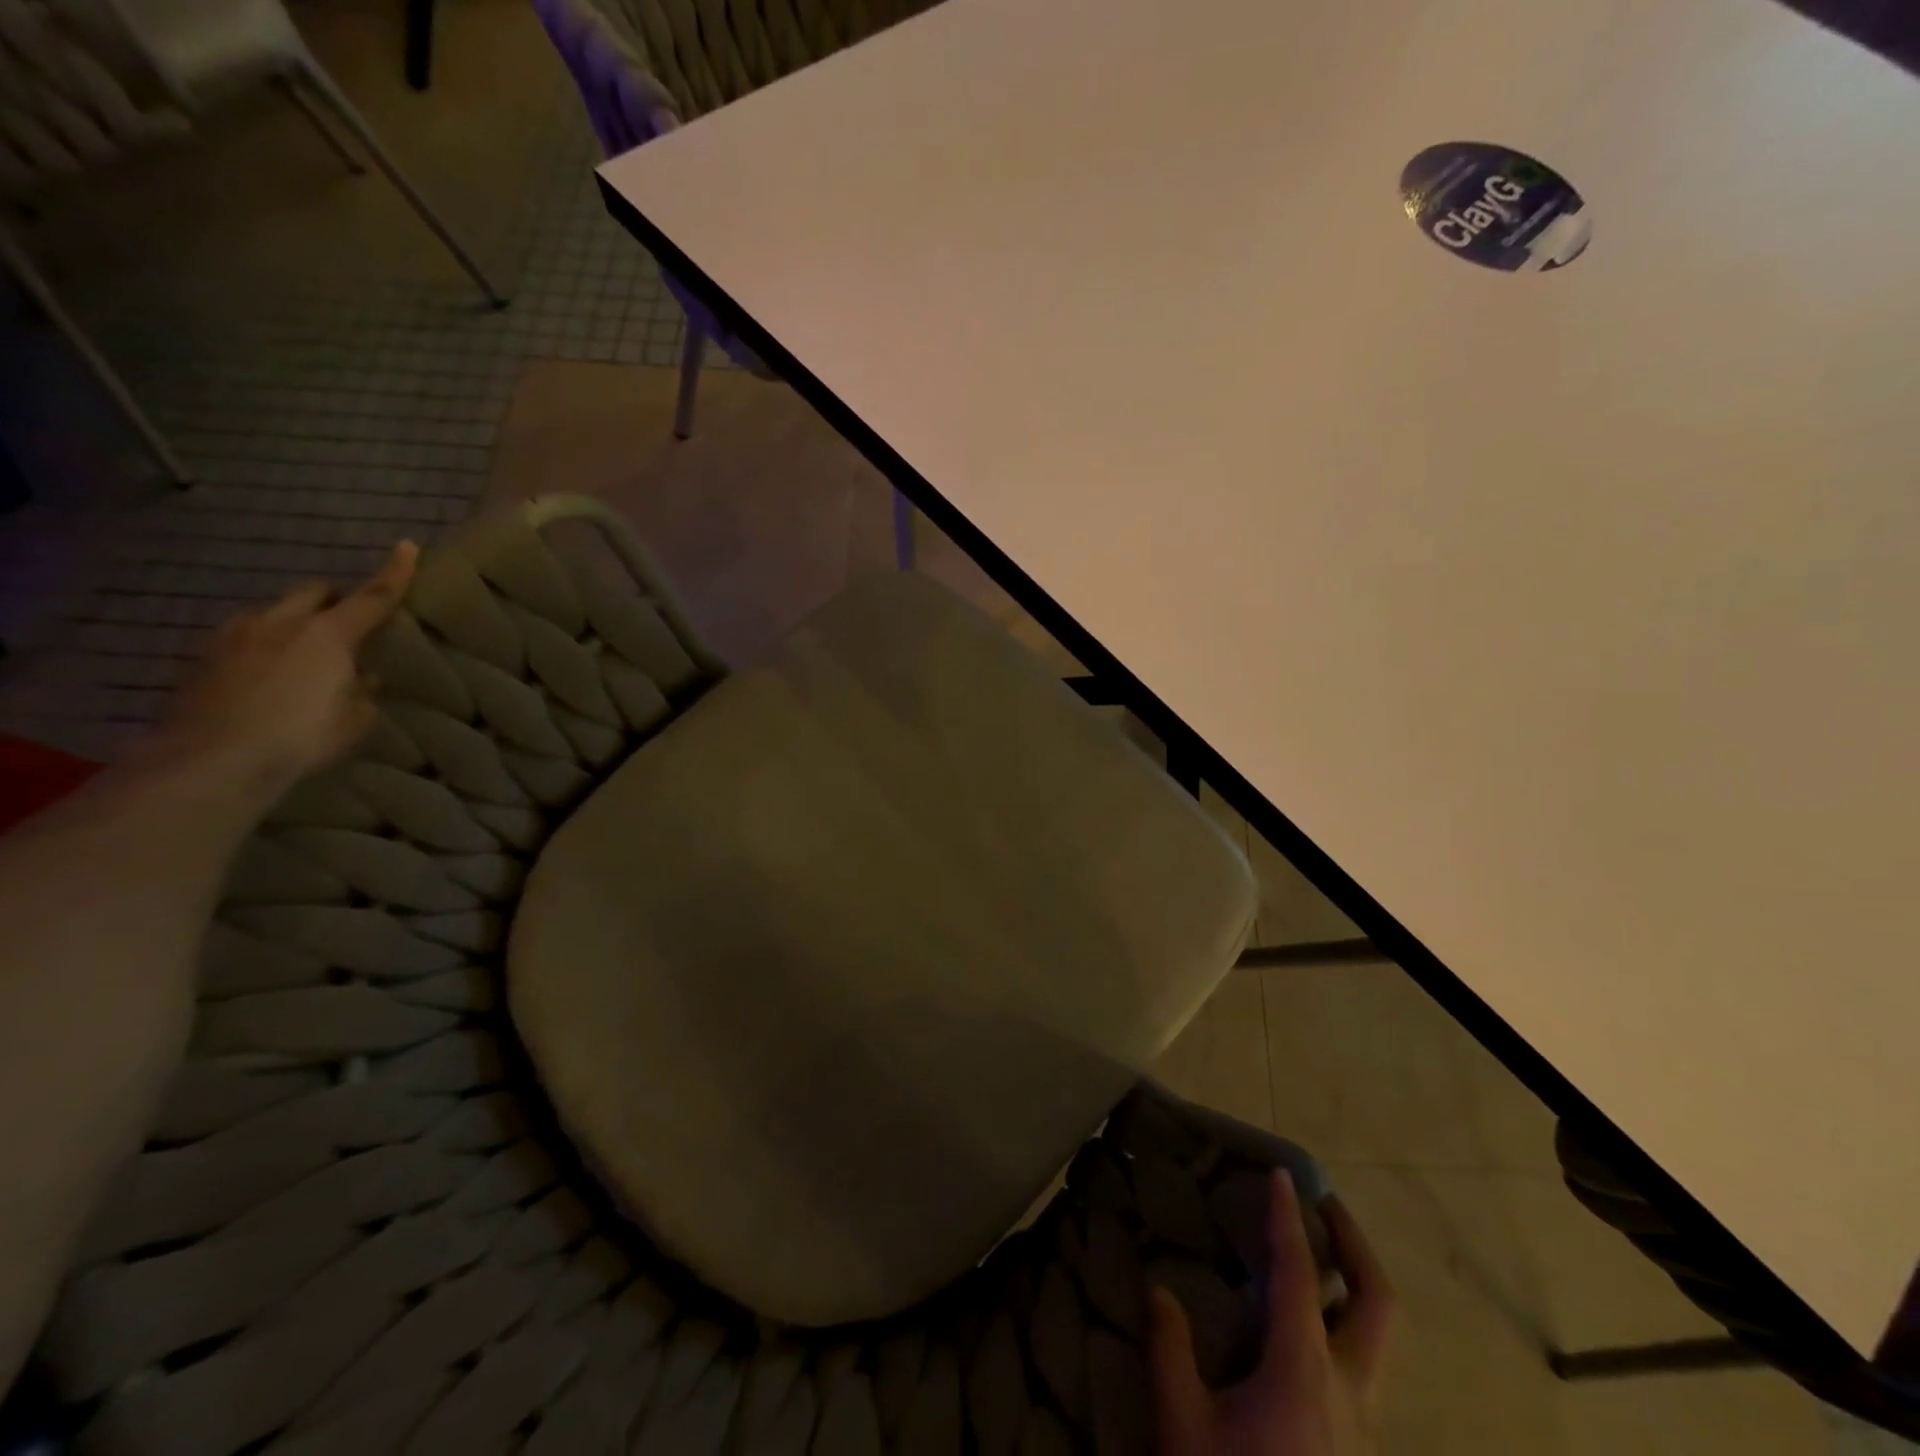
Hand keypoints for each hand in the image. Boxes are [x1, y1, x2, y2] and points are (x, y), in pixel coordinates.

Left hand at [148, 542, 418, 800]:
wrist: (211, 759)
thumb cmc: (302, 736)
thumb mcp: (356, 719)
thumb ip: (362, 691)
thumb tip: (361, 678)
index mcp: (329, 635)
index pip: (372, 596)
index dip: (394, 572)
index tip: (406, 546)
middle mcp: (281, 623)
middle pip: (314, 591)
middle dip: (334, 598)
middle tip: (348, 620)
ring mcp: (235, 636)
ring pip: (274, 611)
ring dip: (295, 622)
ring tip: (304, 652)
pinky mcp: (204, 656)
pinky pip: (245, 636)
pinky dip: (264, 645)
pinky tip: (267, 674)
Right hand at [1149, 1171, 1393, 1455]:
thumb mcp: (1184, 1428)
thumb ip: (1170, 1350)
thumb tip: (1160, 1290)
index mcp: (1304, 1373)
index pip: (1299, 1274)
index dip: (1287, 1218)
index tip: (1281, 1173)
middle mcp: (1349, 1391)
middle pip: (1377, 1304)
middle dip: (1355, 1245)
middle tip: (1326, 1205)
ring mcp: (1362, 1426)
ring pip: (1377, 1339)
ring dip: (1354, 1284)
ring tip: (1316, 1258)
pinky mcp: (1356, 1448)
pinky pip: (1360, 1366)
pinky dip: (1342, 1323)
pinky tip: (1305, 1330)